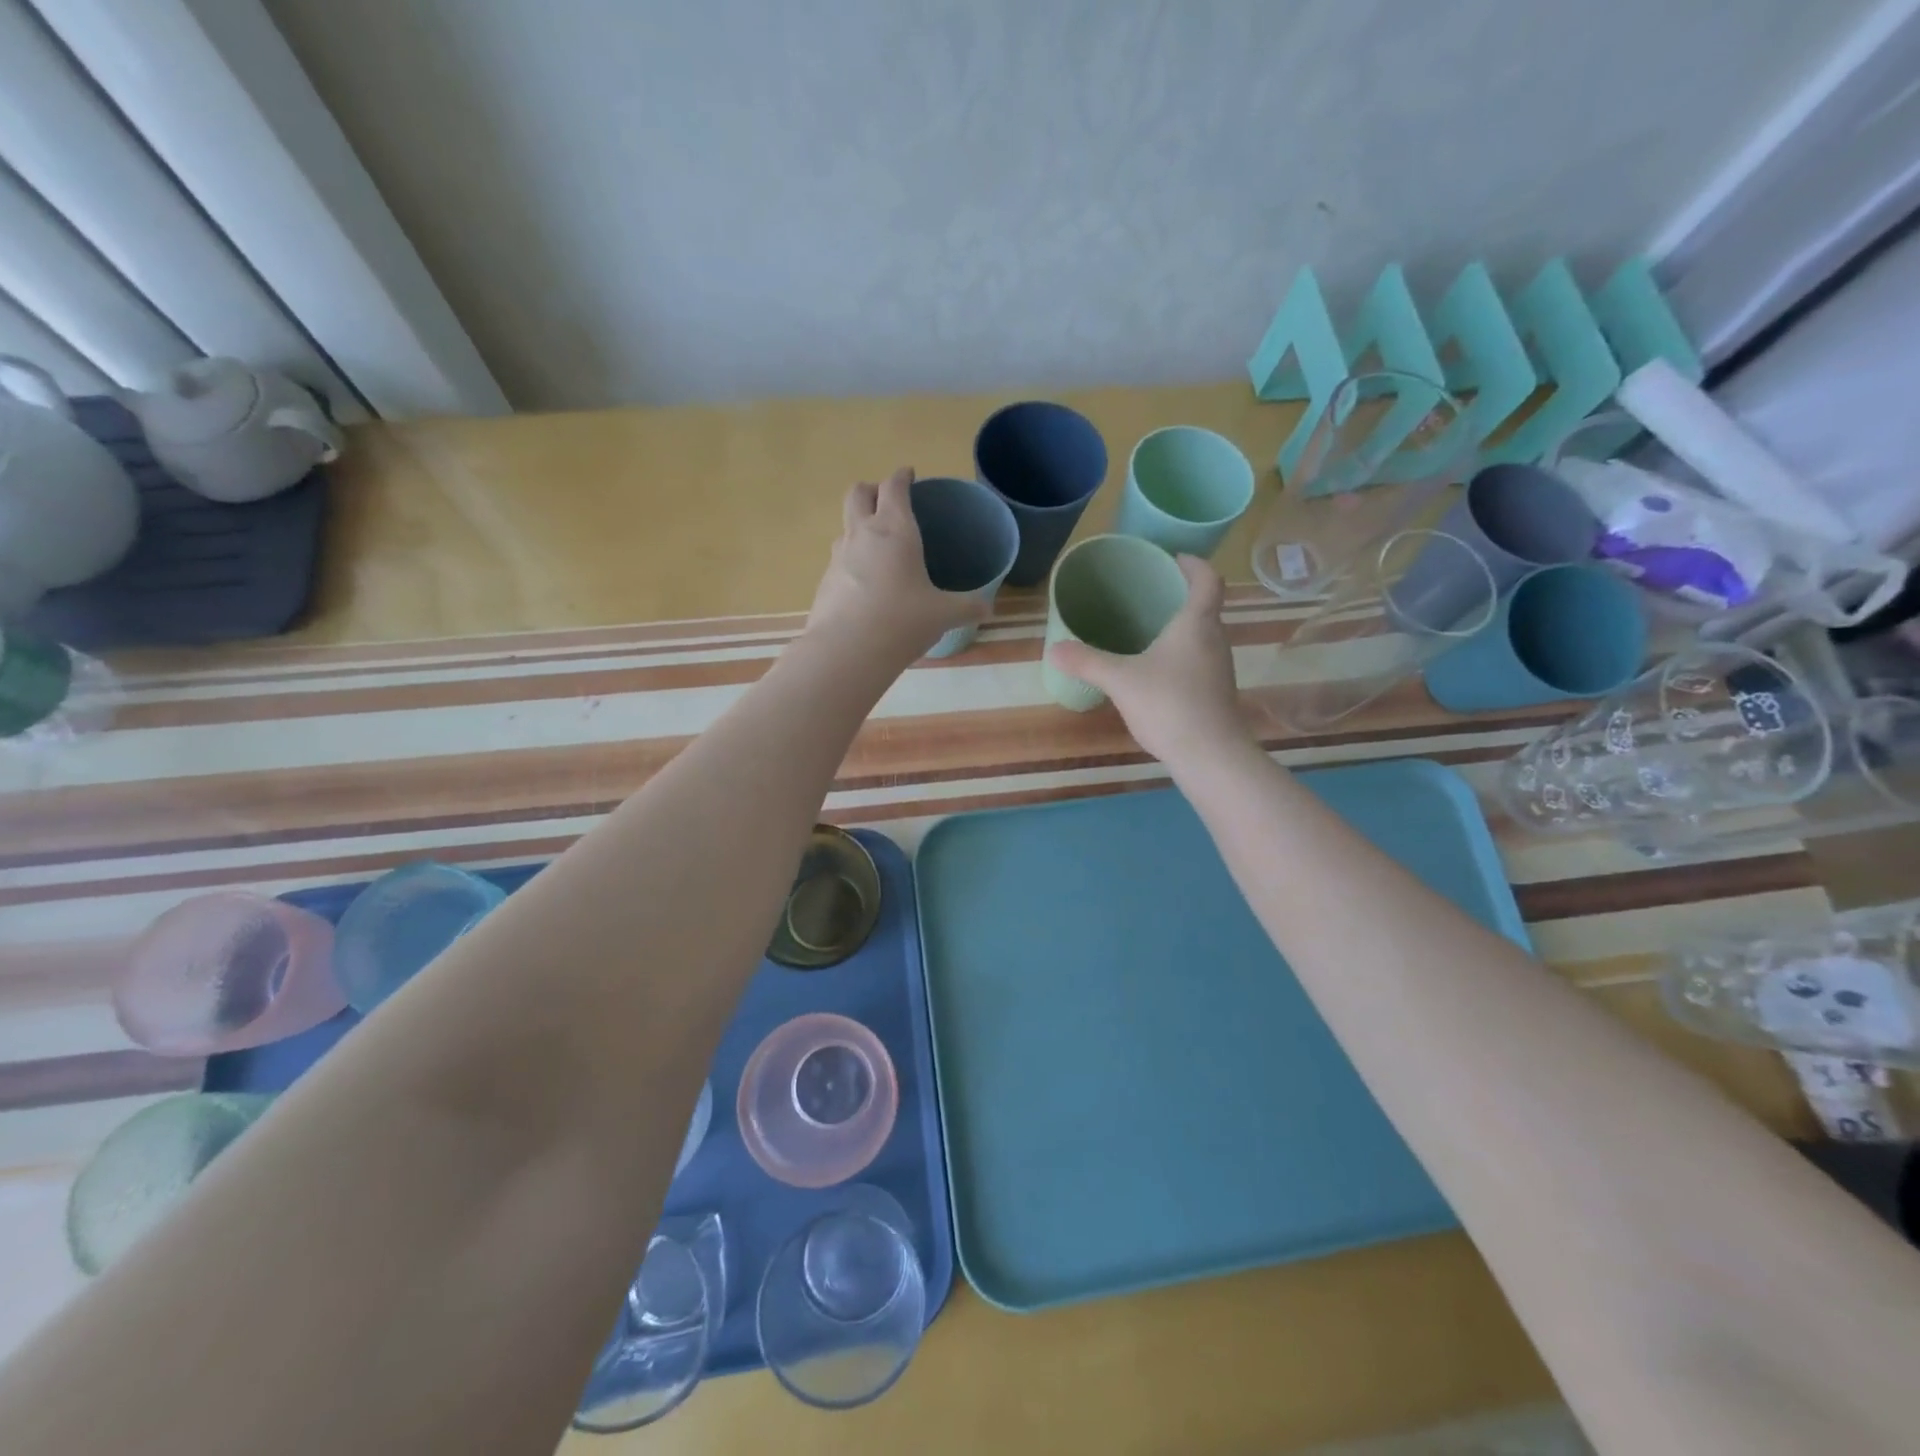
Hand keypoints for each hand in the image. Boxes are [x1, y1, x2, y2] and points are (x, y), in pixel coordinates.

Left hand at [805, 467, 988, 664]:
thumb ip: (967, 607)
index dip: (902, 476)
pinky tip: (863, 582)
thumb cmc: (902, 621)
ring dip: (858, 524)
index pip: (894, 487)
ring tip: (875, 544)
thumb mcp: (943, 614)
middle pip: (858, 493)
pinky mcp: (825, 580)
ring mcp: (839, 555)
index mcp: (895, 530)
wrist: (847, 650)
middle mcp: (863, 533)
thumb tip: (988, 608)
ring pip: (845, 524)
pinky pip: (839, 558)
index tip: (909, 475)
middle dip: (872, 489)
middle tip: (886, 501)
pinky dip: (851, 559)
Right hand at [1046, 556, 1252, 765]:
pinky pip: (1198, 661)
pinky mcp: (1216, 693)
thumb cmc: (1169, 705)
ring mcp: (1218, 669)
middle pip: (1205, 607)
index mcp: (1196, 623)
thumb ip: (1087, 662)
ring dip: (1181, 628)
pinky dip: (1180, 655)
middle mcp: (1214, 640)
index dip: (1194, 564)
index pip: (1207, 579)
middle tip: (1150, 595)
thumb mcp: (1120, 680)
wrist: (1210, 755)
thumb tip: (1053, 649)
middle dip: (1181, 596)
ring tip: (1149, 631)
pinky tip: (1156, 672)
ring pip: (1202, 637)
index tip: (1174, 558)